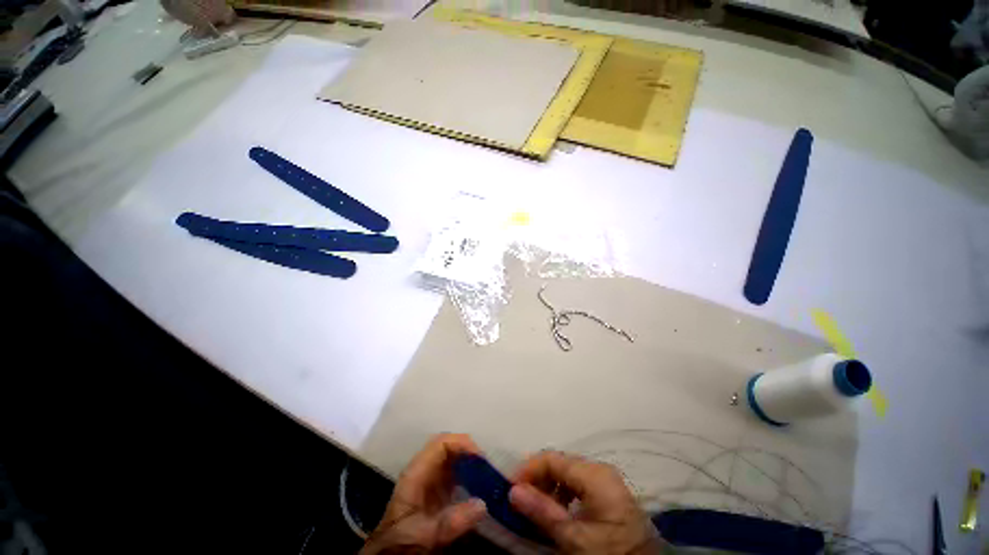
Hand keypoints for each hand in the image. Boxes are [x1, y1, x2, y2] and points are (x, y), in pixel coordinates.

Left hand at [360, 434, 486, 554]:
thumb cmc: (402, 543)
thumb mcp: (425, 535)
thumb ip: (451, 522)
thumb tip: (482, 504)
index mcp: (416, 473)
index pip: (441, 443)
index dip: (461, 443)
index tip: (480, 457)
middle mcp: (423, 470)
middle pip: (448, 447)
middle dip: (468, 451)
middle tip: (488, 466)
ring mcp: (430, 480)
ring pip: (452, 458)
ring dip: (470, 462)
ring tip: (487, 474)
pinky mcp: (436, 492)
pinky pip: (454, 473)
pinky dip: (468, 474)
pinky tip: (478, 487)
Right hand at [509, 451, 663, 554]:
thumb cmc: (610, 552)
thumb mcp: (574, 537)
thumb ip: (543, 512)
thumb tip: (513, 491)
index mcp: (594, 474)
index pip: (553, 459)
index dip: (529, 468)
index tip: (510, 486)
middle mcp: (599, 469)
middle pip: (560, 463)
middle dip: (538, 477)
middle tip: (521, 499)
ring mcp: (605, 479)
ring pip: (567, 472)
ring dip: (549, 486)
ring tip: (537, 507)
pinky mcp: (607, 490)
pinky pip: (578, 483)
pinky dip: (563, 492)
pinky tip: (557, 510)